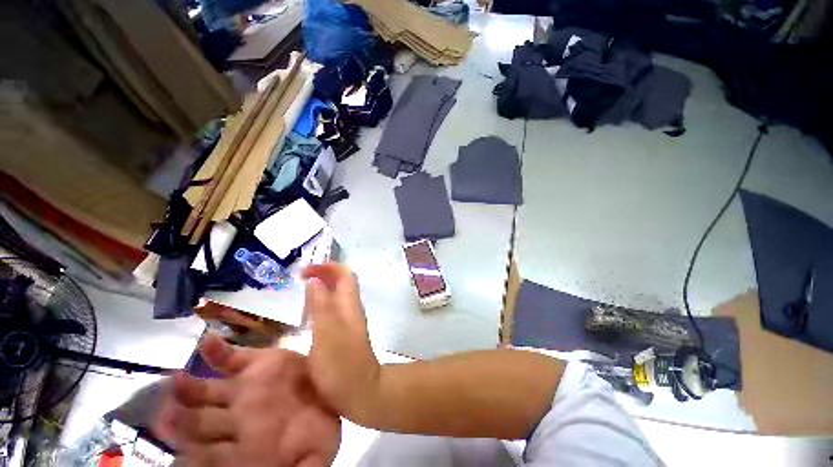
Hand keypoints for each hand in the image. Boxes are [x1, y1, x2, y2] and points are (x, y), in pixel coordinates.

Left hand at [155, 335, 340, 465]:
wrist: (328, 391)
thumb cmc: (318, 428)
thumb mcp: (314, 459)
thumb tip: (285, 463)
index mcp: (244, 445)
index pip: (206, 455)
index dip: (189, 456)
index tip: (177, 455)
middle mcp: (234, 417)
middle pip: (196, 423)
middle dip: (177, 421)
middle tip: (164, 417)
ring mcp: (242, 388)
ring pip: (204, 391)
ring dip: (187, 388)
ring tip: (176, 383)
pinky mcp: (254, 363)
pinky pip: (229, 357)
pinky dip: (217, 349)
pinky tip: (207, 341)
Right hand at [302, 264, 380, 422]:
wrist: (361, 393)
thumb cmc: (342, 365)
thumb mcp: (326, 333)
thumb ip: (320, 306)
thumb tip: (315, 281)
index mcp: (349, 305)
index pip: (345, 274)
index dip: (328, 267)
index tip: (304, 270)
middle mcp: (351, 309)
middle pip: (342, 282)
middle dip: (324, 274)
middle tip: (300, 277)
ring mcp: (348, 321)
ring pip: (338, 295)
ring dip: (322, 287)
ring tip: (301, 290)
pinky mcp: (343, 334)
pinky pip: (333, 309)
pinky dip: (321, 303)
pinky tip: (308, 313)